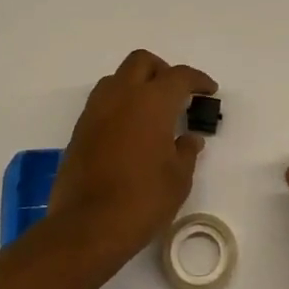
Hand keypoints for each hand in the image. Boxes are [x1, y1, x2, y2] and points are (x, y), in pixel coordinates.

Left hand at [47, 50, 216, 270]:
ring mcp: (96, 111)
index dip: (197, 80)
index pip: (179, 76)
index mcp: (152, 101)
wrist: (87, 226)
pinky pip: (103, 102)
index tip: (208, 90)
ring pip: (118, 78)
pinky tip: (130, 131)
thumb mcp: (178, 178)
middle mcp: (122, 96)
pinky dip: (119, 105)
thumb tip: (189, 139)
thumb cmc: (142, 199)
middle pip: (142, 62)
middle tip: (176, 93)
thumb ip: (186, 151)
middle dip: (162, 70)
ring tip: (151, 111)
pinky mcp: (80, 129)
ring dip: (136, 84)